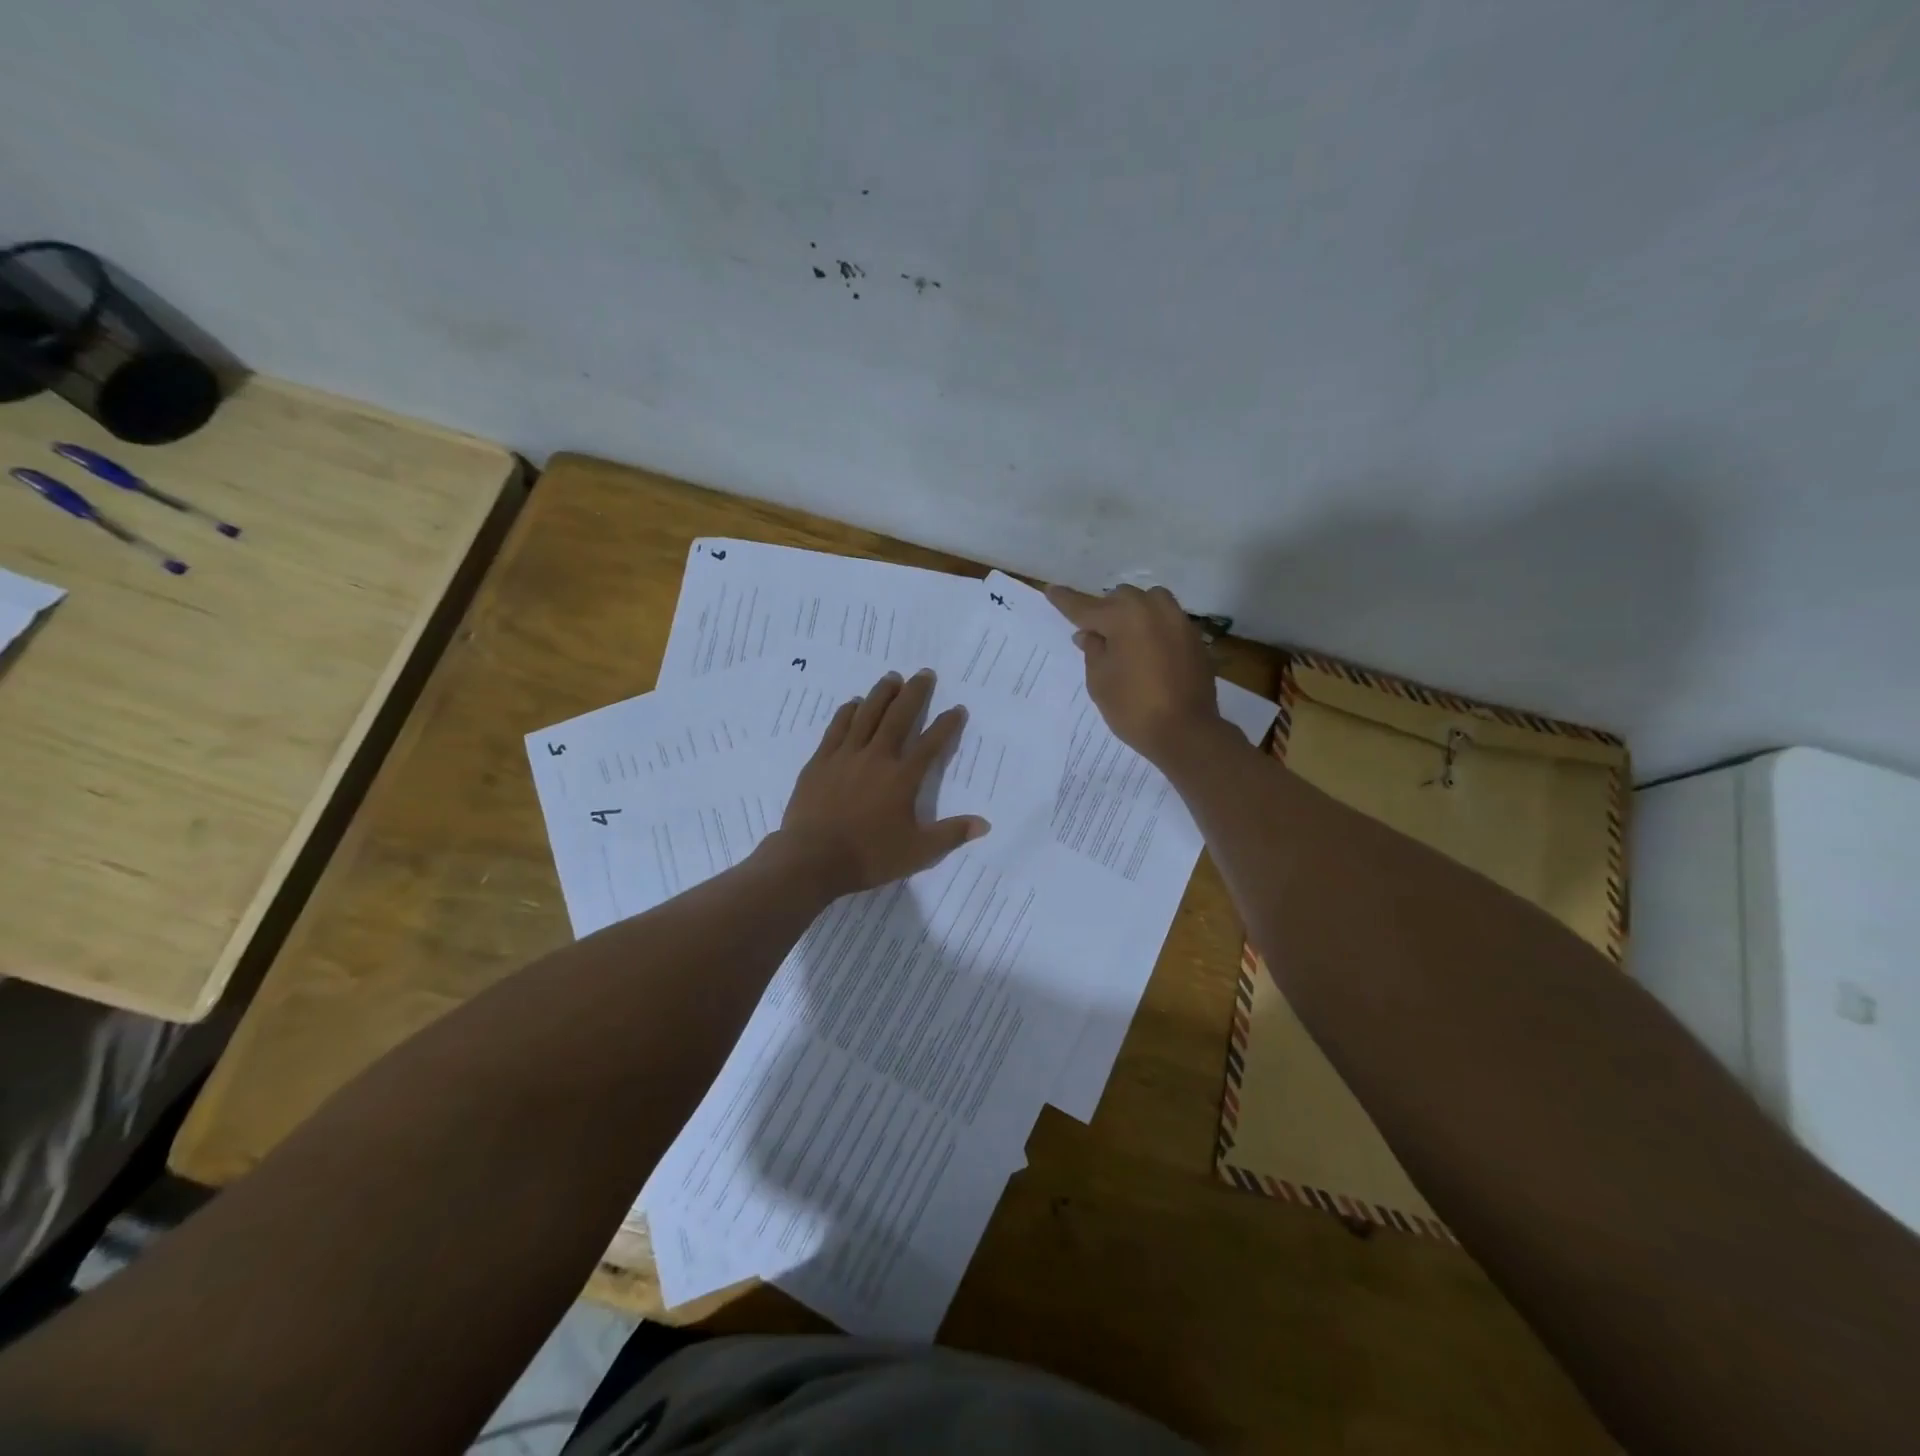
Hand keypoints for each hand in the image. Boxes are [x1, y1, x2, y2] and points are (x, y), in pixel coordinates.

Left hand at [774, 668, 988, 897]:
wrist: (812, 859)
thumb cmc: (868, 856)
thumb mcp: (918, 852)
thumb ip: (951, 834)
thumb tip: (984, 824)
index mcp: (903, 777)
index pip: (931, 744)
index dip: (947, 725)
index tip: (957, 709)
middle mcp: (877, 757)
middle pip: (899, 717)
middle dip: (914, 693)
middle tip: (924, 673)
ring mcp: (845, 756)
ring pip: (866, 714)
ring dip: (881, 693)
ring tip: (892, 677)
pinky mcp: (820, 761)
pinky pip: (837, 728)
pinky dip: (847, 713)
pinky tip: (853, 703)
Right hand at [1046, 583, 1221, 763]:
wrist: (1186, 732)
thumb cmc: (1132, 707)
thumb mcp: (1099, 680)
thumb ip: (1092, 650)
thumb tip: (1089, 634)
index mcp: (1124, 616)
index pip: (1086, 607)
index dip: (1066, 601)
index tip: (1051, 590)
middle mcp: (1153, 609)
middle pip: (1121, 598)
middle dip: (1105, 611)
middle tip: (1094, 633)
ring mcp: (1179, 621)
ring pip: (1149, 602)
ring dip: (1133, 613)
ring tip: (1123, 637)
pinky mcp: (1194, 638)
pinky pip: (1167, 620)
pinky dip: (1153, 628)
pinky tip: (1148, 650)